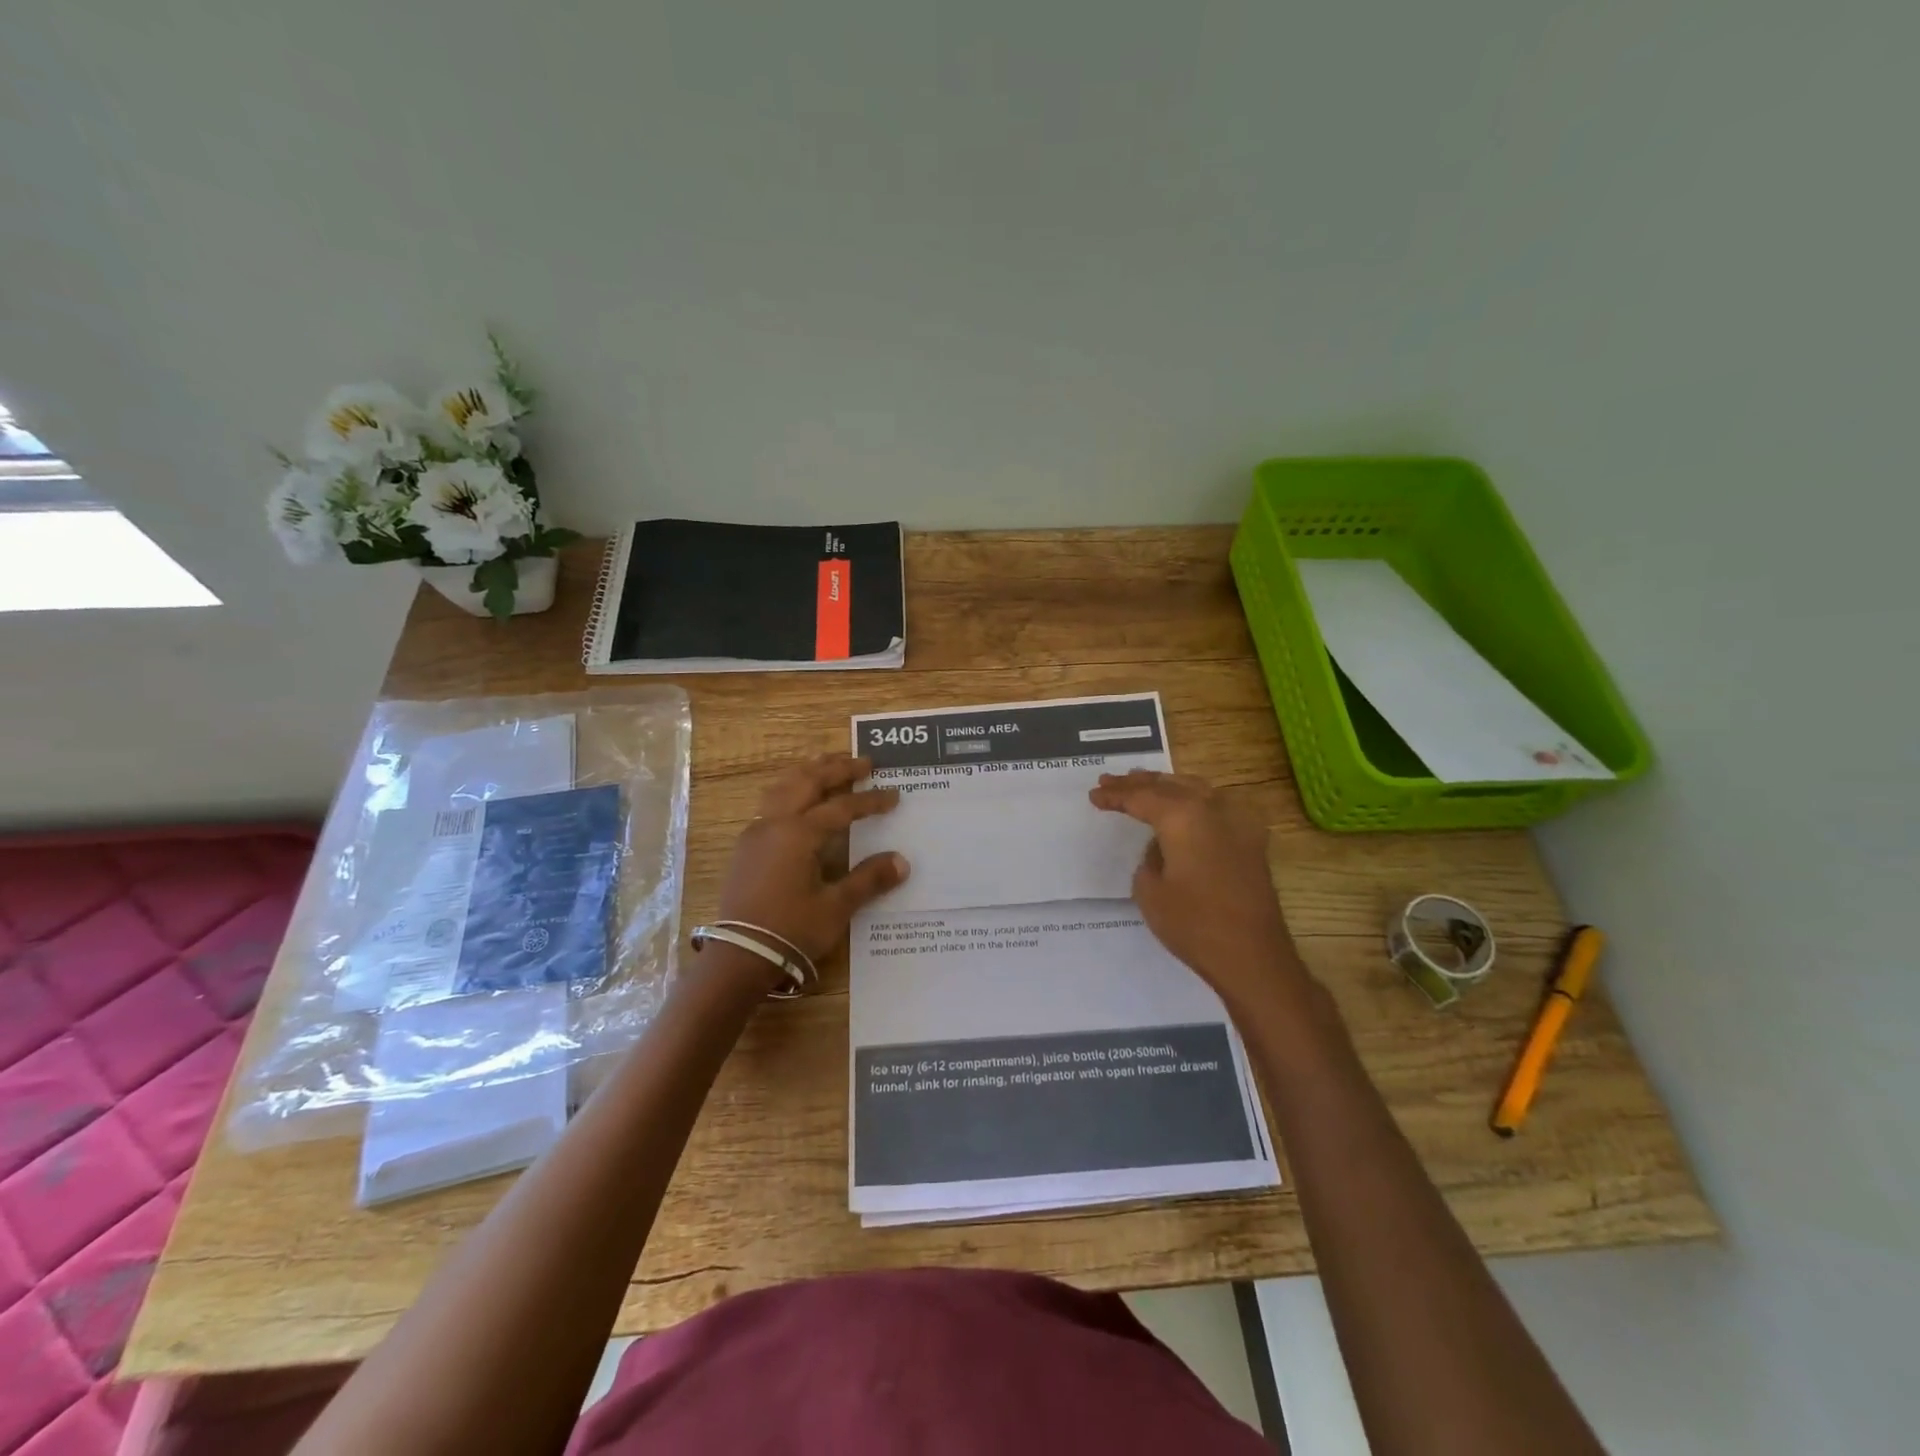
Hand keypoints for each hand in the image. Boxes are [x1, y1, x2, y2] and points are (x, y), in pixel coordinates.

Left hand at [712, 754, 909, 977]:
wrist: (739, 956)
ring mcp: (755, 833)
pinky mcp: (746, 847)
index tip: (893, 795)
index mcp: (799, 833)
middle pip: (808, 782)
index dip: (870, 801)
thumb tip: (902, 862)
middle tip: (864, 761)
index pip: (842, 807)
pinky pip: (770, 802)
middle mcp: (775, 823)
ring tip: (828, 763)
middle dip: (837, 769)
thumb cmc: (791, 930)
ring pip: (783, 787)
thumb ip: (868, 880)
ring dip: (809, 772)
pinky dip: (790, 789)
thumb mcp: (836, 907)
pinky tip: (798, 797)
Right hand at [1089, 769, 1299, 1007]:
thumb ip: (1150, 857)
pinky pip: (1217, 805)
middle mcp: (1213, 808)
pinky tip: (1187, 805)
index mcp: (1183, 816)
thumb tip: (1161, 846)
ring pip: (1197, 788)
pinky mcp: (1251, 840)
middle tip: (1111, 780)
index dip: (1115, 795)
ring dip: (1168, 785)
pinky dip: (1195, 799)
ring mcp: (1238, 821)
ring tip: (1144, 784)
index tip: (1094, 794)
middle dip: (1139, 783)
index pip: (1141, 797)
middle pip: (1169, 785)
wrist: (1252, 955)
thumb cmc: (1193, 924)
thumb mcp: (1150, 890)